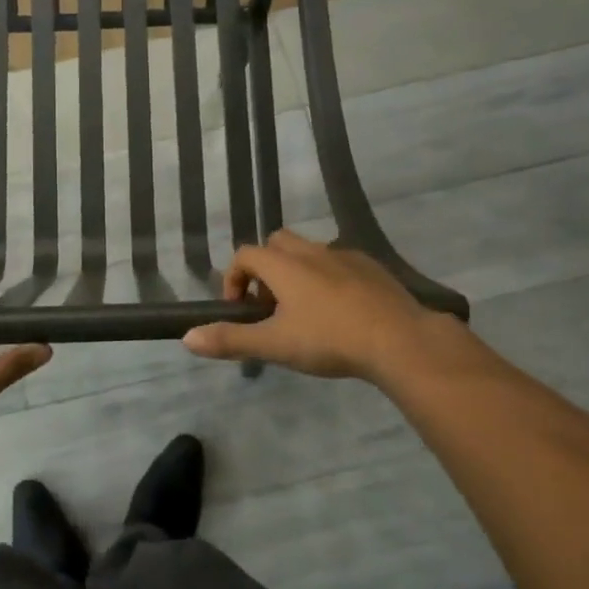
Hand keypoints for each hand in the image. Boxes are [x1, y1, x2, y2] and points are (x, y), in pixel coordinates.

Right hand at [182, 230, 473, 386]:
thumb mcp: (274, 345)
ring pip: (310, 252)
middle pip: (276, 243)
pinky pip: (340, 263)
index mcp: (284, 265)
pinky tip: (340, 311)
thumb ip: (230, 340)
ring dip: (297, 272)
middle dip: (265, 268)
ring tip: (303, 311)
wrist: (400, 340)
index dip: (234, 278)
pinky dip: (329, 278)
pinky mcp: (373, 269)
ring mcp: (345, 257)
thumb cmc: (329, 340)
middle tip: (270, 306)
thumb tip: (188, 338)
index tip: (240, 310)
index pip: (245, 254)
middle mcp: (312, 252)